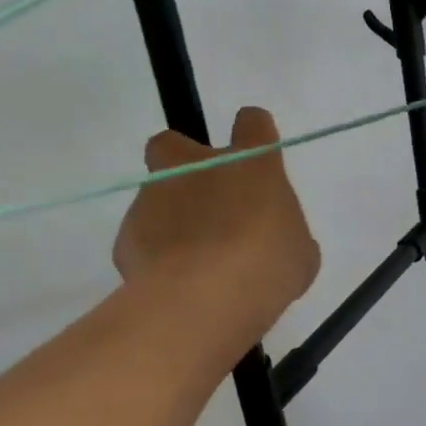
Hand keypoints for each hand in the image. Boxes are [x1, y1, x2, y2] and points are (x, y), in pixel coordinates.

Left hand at [113, 109, 320, 333]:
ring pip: (156, 194)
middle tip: (205, 196)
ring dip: (173, 215)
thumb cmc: (268, 267)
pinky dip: (156, 252)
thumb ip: (284, 232)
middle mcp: (197, 167)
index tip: (258, 153)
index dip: (255, 133)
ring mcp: (155, 198)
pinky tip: (174, 280)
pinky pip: (143, 236)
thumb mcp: (299, 250)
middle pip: (173, 142)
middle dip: (183, 161)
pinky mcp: (126, 235)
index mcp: (250, 163)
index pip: (252, 122)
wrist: (203, 302)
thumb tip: (273, 240)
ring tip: (194, 258)